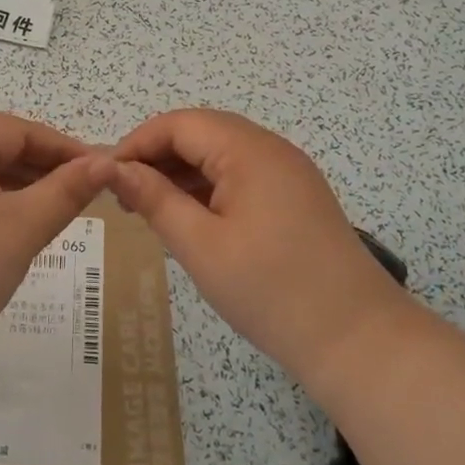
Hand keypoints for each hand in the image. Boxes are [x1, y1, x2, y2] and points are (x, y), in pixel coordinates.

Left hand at [0, 115, 114, 365]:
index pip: (18, 130)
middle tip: (81, 192)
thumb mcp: (22, 228)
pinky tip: (9, 226)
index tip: (99, 169)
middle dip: (40, 167)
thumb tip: (106, 163)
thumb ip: (67, 191)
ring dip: (14, 186)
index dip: (63, 147)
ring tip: (52, 210)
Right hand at [112, 109, 406, 390]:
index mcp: (249, 150)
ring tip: (148, 208)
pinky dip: (208, 187)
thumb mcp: (201, 246)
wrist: (358, 341)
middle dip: (157, 156)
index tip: (106, 177)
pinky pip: (241, 174)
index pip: (179, 123)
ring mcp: (288, 172)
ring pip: (220, 153)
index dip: (137, 143)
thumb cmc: (271, 291)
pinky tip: (189, 217)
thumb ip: (154, 200)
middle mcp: (271, 148)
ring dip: (181, 172)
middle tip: (124, 195)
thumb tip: (114, 169)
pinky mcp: (296, 196)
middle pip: (200, 132)